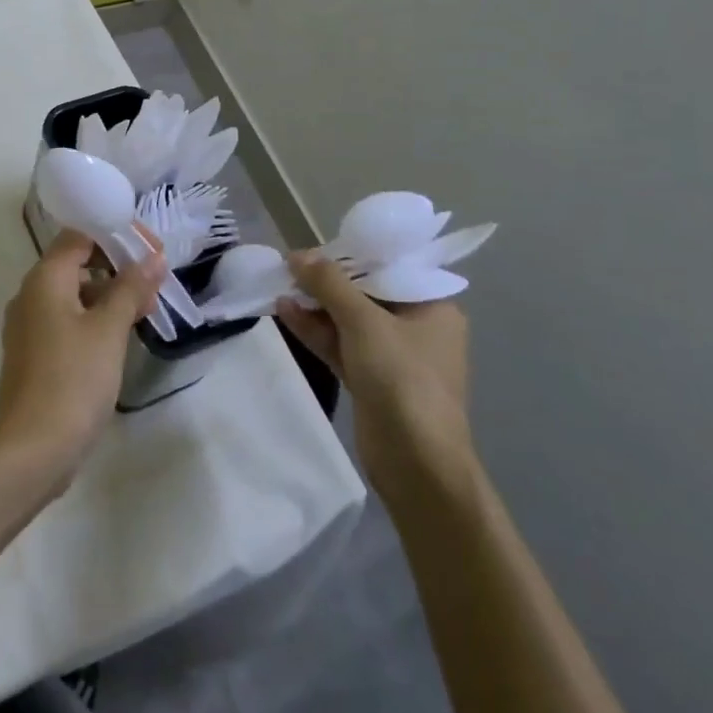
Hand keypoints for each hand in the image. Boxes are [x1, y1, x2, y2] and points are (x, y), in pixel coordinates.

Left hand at [0, 228, 165, 494]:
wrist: (32, 449)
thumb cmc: (73, 379)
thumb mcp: (109, 330)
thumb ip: (131, 288)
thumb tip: (152, 257)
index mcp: (44, 279)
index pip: (79, 236)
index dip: (115, 235)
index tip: (150, 250)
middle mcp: (30, 295)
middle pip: (76, 263)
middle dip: (117, 268)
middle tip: (154, 284)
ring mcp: (29, 326)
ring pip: (73, 294)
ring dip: (109, 296)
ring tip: (145, 312)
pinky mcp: (34, 354)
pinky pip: (66, 321)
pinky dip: (94, 319)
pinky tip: (120, 338)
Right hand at [278, 252, 476, 509]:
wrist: (417, 463)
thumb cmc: (402, 379)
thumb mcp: (364, 322)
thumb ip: (330, 284)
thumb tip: (298, 254)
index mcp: (433, 307)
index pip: (388, 268)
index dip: (350, 255)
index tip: (315, 249)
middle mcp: (417, 327)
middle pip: (366, 293)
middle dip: (327, 282)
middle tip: (290, 267)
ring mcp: (394, 356)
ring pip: (349, 320)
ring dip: (316, 306)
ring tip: (280, 286)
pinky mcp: (372, 380)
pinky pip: (342, 345)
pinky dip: (316, 330)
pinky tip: (285, 312)